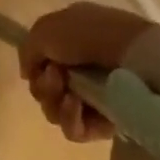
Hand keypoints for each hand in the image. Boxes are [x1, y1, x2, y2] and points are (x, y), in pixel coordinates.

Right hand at [18, 2, 154, 141]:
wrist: (132, 56)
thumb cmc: (87, 34)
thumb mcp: (45, 29)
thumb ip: (27, 51)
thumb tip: (28, 74)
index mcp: (70, 40)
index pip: (41, 62)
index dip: (35, 66)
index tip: (40, 64)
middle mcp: (81, 68)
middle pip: (46, 89)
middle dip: (44, 85)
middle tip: (55, 77)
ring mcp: (94, 96)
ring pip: (56, 110)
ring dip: (55, 102)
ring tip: (67, 92)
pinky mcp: (106, 123)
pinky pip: (75, 129)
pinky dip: (69, 118)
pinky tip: (75, 105)